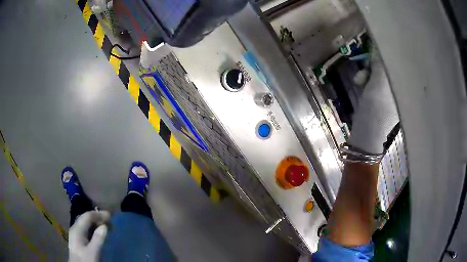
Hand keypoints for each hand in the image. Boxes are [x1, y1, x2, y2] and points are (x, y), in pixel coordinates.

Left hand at [69, 210, 109, 261]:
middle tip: (110, 221)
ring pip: (86, 224)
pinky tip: (99, 234)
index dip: (98, 214)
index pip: (87, 216)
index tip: (111, 216)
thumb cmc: (85, 260)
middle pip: (85, 219)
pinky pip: (86, 230)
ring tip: (106, 226)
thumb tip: (105, 226)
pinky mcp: (78, 241)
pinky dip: (93, 229)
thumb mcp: (93, 252)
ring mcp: (75, 235)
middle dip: (97, 217)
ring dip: (96, 223)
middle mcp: (75, 229)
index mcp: (77, 229)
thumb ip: (98, 239)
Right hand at [347, 50, 398, 153]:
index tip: (377, 50)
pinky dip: (367, 81)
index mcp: (406, 87)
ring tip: (359, 81)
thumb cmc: (377, 109)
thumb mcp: (379, 82)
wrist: (366, 135)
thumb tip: (378, 46)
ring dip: (368, 73)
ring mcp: (392, 95)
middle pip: (389, 67)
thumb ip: (380, 63)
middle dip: (374, 65)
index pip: (400, 63)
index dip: (388, 54)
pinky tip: (360, 84)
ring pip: (380, 74)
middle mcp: (402, 89)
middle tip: (366, 66)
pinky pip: (376, 82)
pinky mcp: (383, 99)